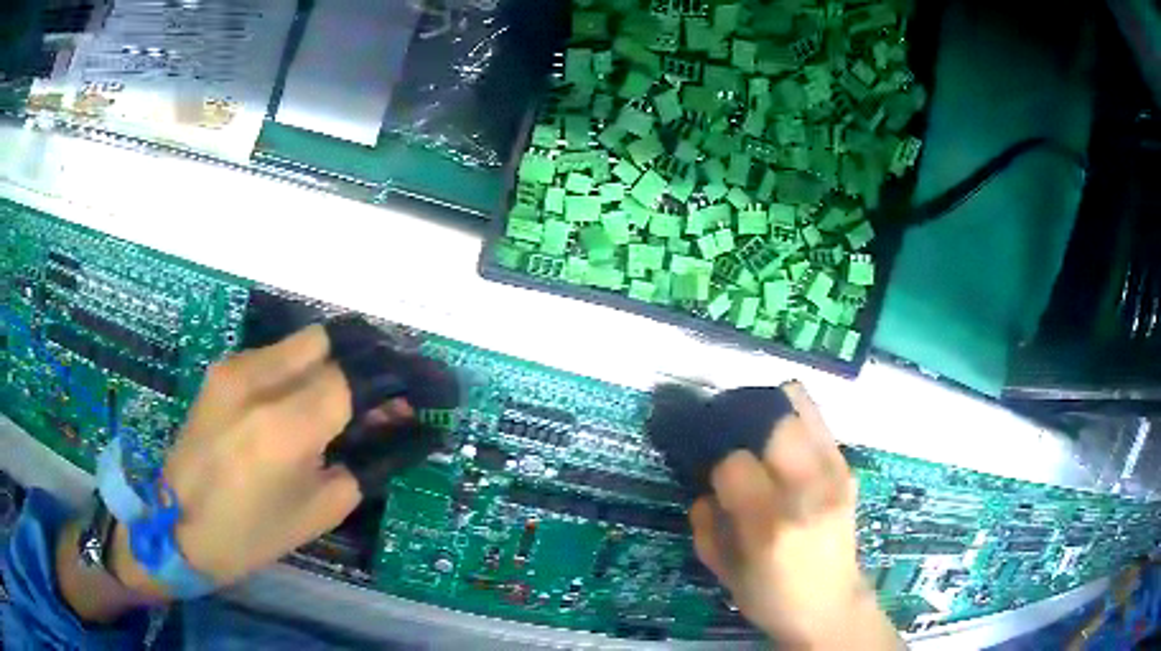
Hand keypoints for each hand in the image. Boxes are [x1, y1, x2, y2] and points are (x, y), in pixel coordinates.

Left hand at [154, 324, 411, 591]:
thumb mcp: (320, 510)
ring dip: (328, 366)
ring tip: (334, 405)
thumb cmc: (252, 534)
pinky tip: (294, 406)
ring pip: (301, 343)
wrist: (178, 525)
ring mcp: (234, 369)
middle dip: (359, 363)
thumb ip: (361, 463)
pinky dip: (298, 372)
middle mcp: (259, 380)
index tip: (408, 402)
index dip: (387, 386)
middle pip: (328, 340)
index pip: (353, 377)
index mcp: (287, 426)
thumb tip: (391, 427)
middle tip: (372, 399)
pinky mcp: (221, 371)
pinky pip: (274, 356)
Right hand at [689, 383, 900, 649]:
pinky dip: (793, 417)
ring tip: (755, 431)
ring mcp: (834, 476)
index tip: (712, 474)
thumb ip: (705, 523)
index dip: (717, 464)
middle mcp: (808, 493)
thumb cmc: (770, 597)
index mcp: (770, 526)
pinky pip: (817, 421)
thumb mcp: (722, 571)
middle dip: (742, 424)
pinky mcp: (847, 469)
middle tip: (729, 437)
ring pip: (799, 408)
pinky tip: (782, 440)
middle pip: (772, 423)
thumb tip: (705, 484)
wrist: (831, 606)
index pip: (734, 464)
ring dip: (768, 411)